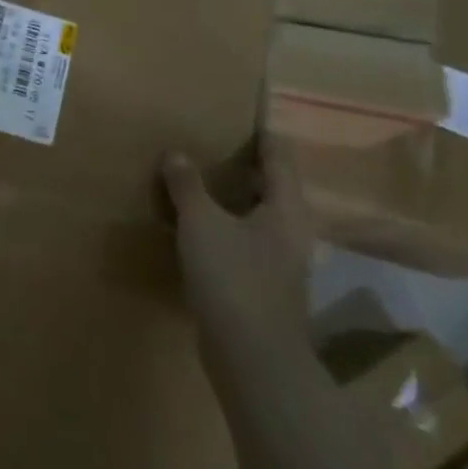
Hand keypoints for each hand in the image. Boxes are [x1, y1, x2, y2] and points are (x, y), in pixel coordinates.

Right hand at [159, 134, 312, 348]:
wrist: (252, 355)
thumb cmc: (233, 277)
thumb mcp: (201, 223)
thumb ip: (188, 185)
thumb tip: (176, 153)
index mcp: (287, 208)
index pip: (279, 155)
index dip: (263, 133)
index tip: (245, 113)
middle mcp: (292, 230)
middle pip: (272, 185)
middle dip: (244, 164)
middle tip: (210, 143)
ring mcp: (280, 260)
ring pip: (256, 215)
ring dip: (231, 197)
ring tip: (197, 181)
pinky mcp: (263, 284)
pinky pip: (244, 240)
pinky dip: (224, 226)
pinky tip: (196, 227)